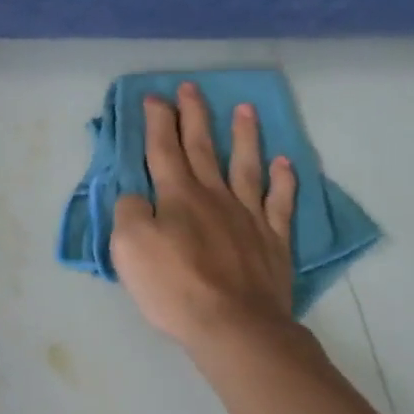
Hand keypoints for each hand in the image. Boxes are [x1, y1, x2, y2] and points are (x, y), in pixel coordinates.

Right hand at [110, 82, 297, 352]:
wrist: (233, 325)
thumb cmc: (174, 287)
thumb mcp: (129, 248)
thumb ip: (128, 213)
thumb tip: (137, 197)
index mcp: (177, 196)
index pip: (163, 149)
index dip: (158, 122)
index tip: (155, 97)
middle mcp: (214, 196)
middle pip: (202, 148)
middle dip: (194, 116)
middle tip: (192, 88)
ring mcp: (248, 216)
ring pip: (245, 165)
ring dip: (244, 136)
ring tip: (245, 109)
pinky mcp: (273, 240)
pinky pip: (280, 202)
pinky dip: (283, 181)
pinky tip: (285, 164)